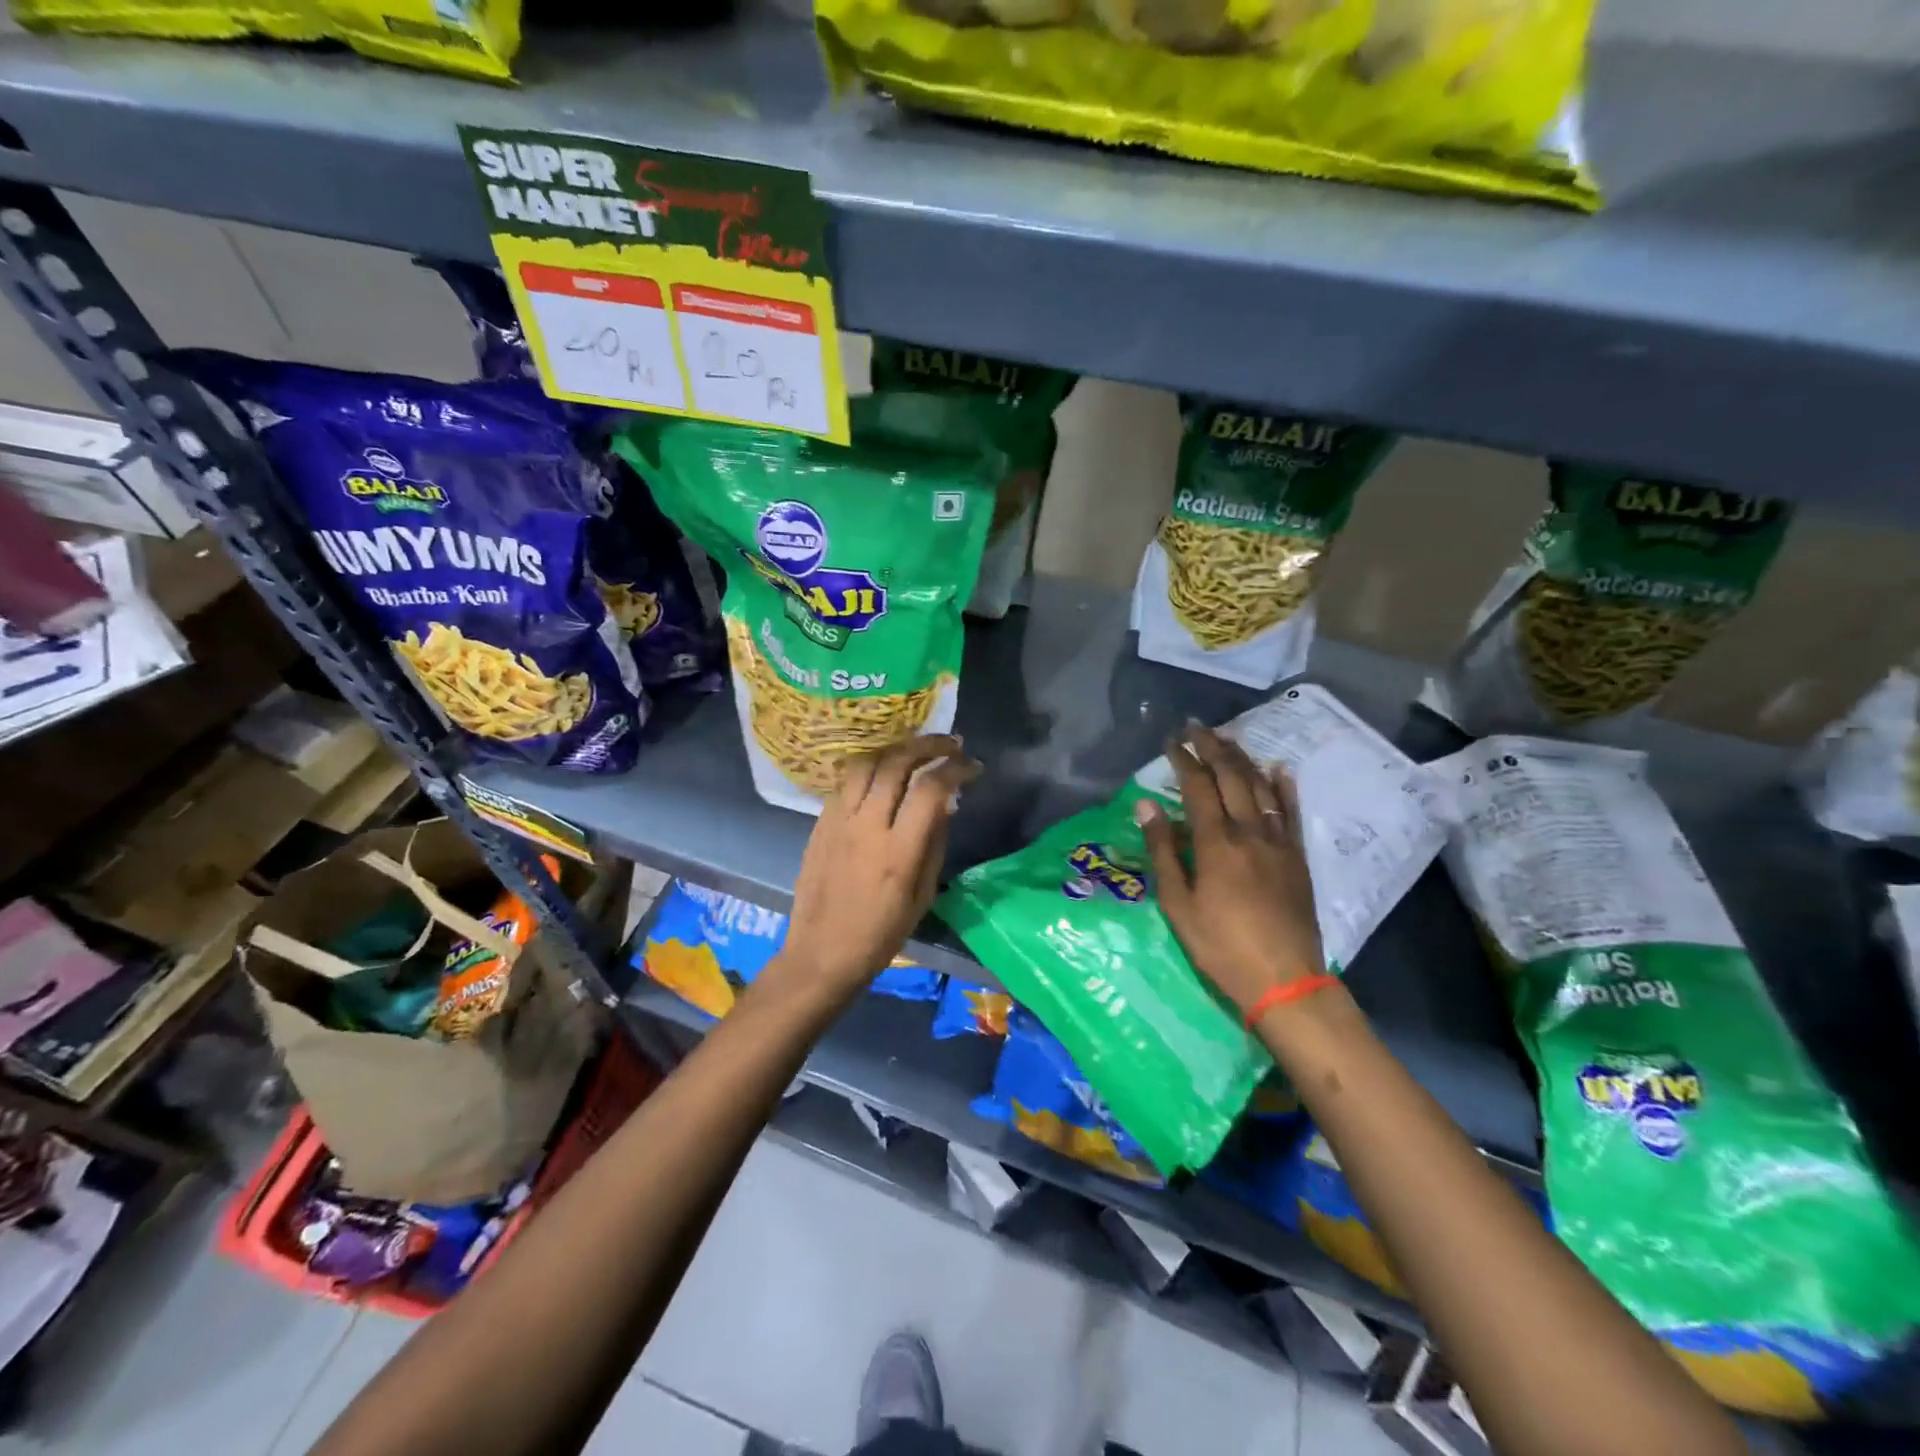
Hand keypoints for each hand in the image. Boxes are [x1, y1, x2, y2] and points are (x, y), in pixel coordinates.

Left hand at [778, 736, 981, 1001]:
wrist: (821, 953)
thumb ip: (934, 844)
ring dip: (895, 748)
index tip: (973, 767)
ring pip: (866, 763)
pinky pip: (845, 782)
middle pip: (896, 764)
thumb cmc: (880, 935)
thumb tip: (947, 803)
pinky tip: (883, 773)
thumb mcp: (922, 896)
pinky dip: (870, 769)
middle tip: (951, 744)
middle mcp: (866, 826)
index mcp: (897, 852)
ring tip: (915, 749)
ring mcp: (838, 821)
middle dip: (928, 745)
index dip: (956, 769)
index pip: (930, 790)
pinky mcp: (820, 822)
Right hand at [1136, 720, 1323, 1017]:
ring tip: (1228, 738)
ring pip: (1261, 788)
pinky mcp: (1298, 858)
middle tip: (1196, 727)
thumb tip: (1145, 805)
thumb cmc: (1220, 946)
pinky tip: (1278, 768)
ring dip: (1243, 759)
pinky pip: (1292, 812)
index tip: (1171, 741)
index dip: (1184, 760)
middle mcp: (1250, 832)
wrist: (1285, 980)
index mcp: (1216, 843)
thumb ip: (1163, 850)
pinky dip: (1284, 787)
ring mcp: (1279, 843)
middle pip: (1232, 777)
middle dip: (1213, 748)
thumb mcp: (1178, 904)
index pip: (1198, 787)